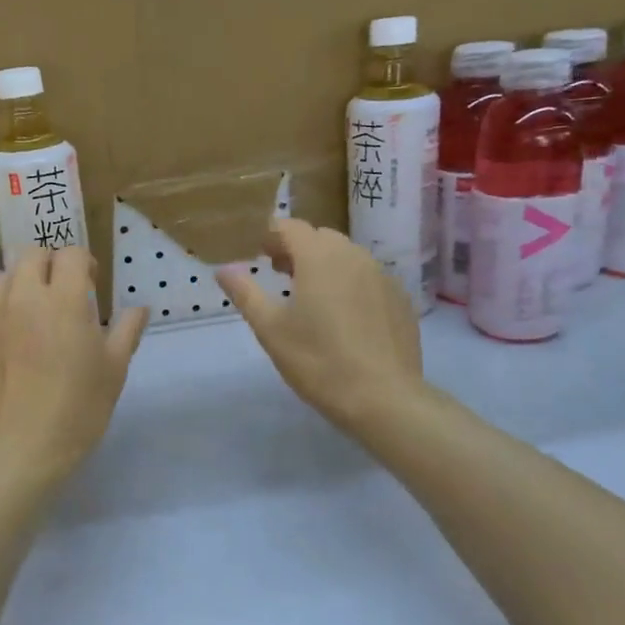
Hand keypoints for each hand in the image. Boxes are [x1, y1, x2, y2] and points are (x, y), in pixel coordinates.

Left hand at [0, 249, 148, 481]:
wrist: (16, 450)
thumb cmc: (77, 410)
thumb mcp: (114, 371)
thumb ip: (126, 331)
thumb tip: (139, 308)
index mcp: (62, 300)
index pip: (71, 254)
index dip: (84, 264)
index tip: (91, 285)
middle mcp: (20, 297)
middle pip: (30, 255)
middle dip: (49, 266)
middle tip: (60, 295)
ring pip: (1, 281)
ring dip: (19, 288)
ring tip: (29, 320)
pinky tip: (4, 350)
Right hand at [216, 219, 423, 432]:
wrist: (383, 398)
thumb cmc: (318, 360)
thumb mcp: (271, 329)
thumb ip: (246, 293)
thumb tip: (224, 269)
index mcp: (319, 257)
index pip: (291, 227)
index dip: (271, 234)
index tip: (258, 251)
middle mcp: (354, 256)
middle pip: (321, 237)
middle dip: (298, 247)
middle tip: (280, 272)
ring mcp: (383, 276)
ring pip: (348, 256)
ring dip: (325, 264)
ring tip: (310, 293)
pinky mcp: (400, 299)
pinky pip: (369, 278)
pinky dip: (351, 283)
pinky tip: (344, 315)